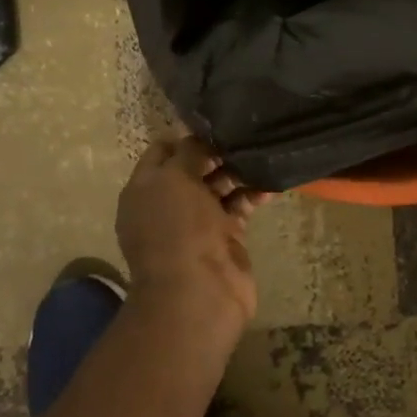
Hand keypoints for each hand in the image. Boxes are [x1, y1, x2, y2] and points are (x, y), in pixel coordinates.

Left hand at [116, 133, 267, 328]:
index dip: (185, 137)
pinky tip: (271, 183)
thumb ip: (187, 153)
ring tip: (262, 154)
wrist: (199, 292)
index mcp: (145, 189)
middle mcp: (168, 204)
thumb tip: (197, 138)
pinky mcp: (225, 237)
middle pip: (194, 168)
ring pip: (219, 187)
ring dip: (238, 172)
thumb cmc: (179, 228)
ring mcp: (197, 222)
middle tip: (245, 136)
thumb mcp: (175, 179)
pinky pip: (239, 207)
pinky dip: (253, 195)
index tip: (215, 124)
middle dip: (217, 153)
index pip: (162, 152)